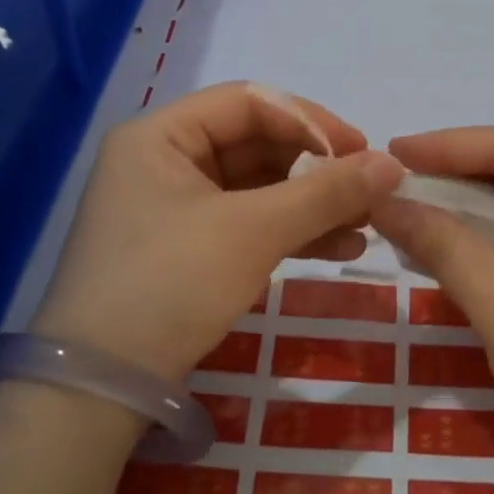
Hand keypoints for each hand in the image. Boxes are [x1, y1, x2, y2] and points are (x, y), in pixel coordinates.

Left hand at [40, 83, 404, 380]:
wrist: (100, 390)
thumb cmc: (170, 284)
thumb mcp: (254, 232)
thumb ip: (326, 193)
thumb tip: (393, 164)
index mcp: (161, 136)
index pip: (250, 103)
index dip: (312, 121)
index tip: (362, 151)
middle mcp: (164, 161)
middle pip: (257, 145)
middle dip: (318, 169)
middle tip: (370, 191)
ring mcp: (174, 209)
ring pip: (258, 189)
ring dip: (312, 204)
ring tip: (365, 225)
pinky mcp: (186, 250)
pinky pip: (248, 224)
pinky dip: (292, 233)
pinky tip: (339, 249)